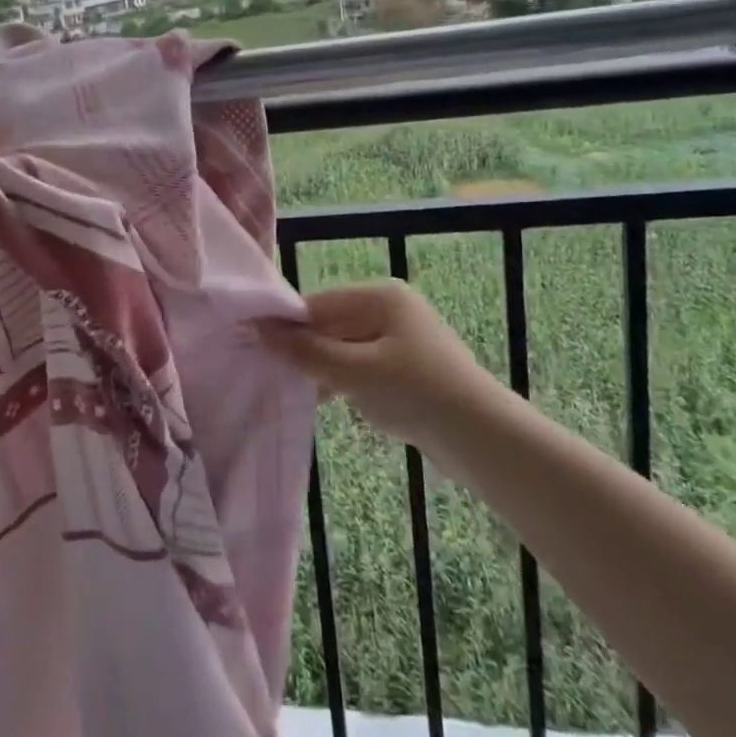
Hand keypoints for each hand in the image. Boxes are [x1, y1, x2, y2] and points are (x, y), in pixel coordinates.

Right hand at [258, 280, 495, 451]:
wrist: (483, 440)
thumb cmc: (417, 392)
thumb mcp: (355, 371)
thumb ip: (307, 352)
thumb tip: (260, 330)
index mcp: (382, 297)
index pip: (319, 302)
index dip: (287, 323)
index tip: (252, 343)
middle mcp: (390, 311)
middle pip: (331, 323)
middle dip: (303, 347)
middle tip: (267, 370)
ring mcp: (399, 340)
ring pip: (344, 348)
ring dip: (321, 367)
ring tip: (290, 388)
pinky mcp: (404, 370)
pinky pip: (360, 367)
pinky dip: (342, 381)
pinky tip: (323, 401)